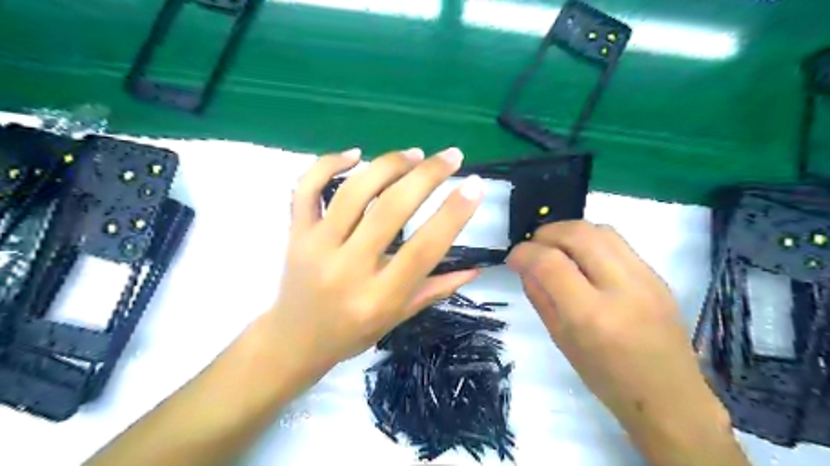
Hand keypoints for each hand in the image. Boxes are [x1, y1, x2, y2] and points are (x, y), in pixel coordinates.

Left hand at [266, 148, 483, 385]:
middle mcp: (348, 269)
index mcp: (379, 296)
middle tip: (451, 157)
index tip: (475, 186)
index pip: (424, 248)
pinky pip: (306, 189)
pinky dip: (328, 163)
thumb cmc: (351, 334)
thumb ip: (436, 289)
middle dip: (427, 176)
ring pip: (353, 192)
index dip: (453, 214)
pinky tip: (355, 154)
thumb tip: (476, 268)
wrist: (293, 341)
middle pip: (391, 210)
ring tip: (415, 154)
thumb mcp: (398, 318)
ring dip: (388, 165)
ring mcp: (316, 247)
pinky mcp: (295, 233)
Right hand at [506, 221, 730, 450]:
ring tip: (556, 248)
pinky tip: (582, 258)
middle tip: (533, 247)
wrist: (669, 396)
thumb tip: (525, 266)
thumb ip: (540, 297)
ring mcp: (646, 278)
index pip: (550, 263)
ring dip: (568, 232)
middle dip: (545, 233)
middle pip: (577, 234)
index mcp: (591, 316)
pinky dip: (590, 240)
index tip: (513, 258)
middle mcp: (621, 288)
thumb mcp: (561, 340)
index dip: (524, 253)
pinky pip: (617, 242)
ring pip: (599, 229)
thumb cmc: (606, 378)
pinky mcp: (657, 275)